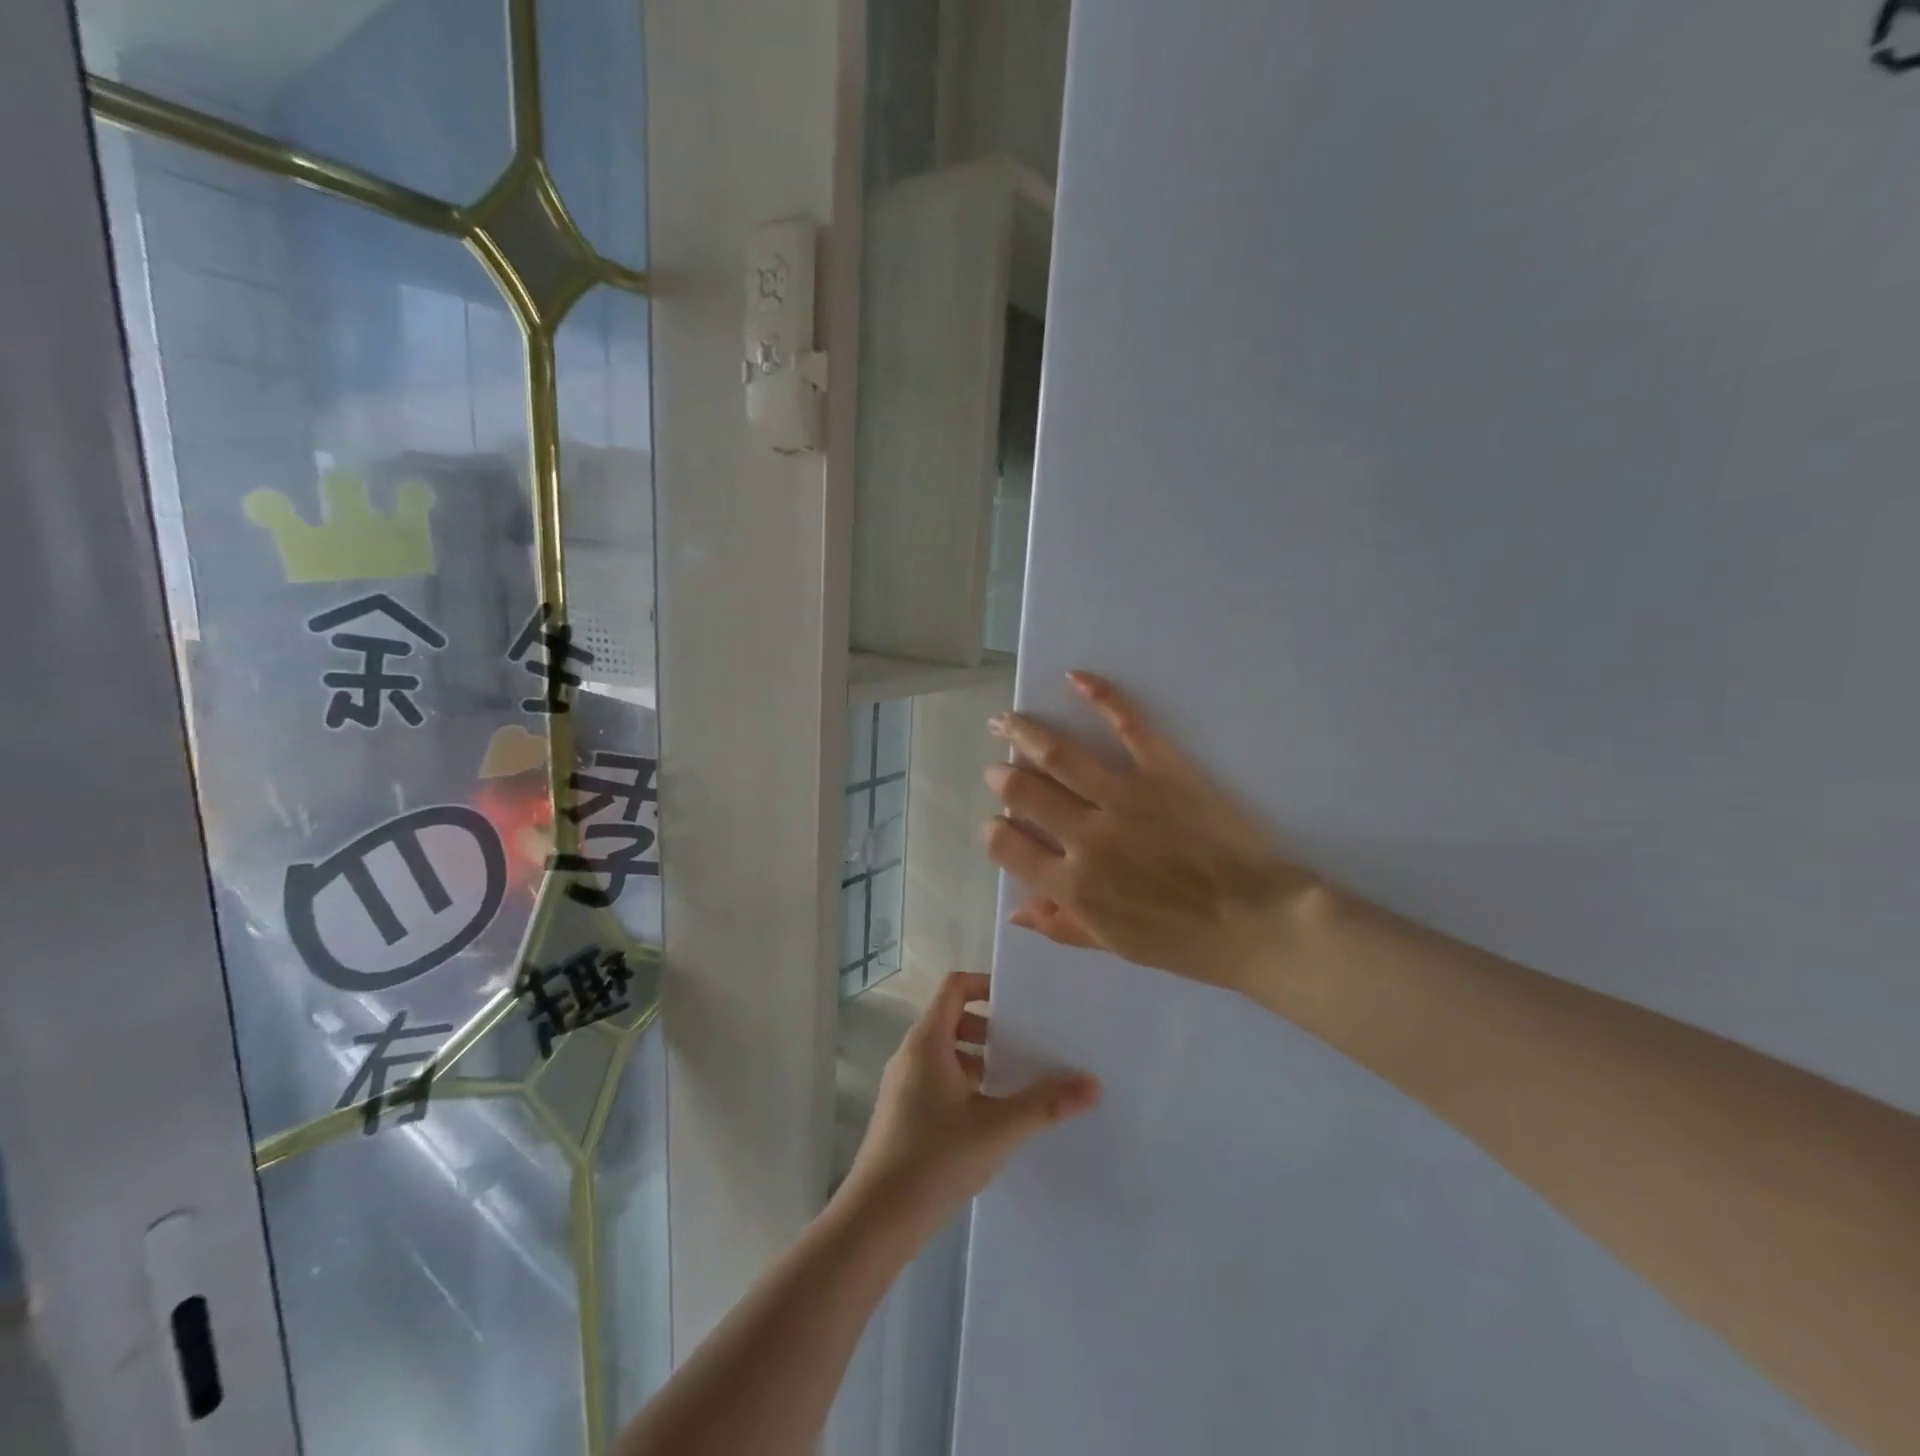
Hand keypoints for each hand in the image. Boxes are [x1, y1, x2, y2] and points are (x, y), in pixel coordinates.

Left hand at [840, 971, 1099, 1232]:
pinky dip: (965, 1084)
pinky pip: (938, 1080)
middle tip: (1026, 1048)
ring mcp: (903, 1084)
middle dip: (990, 1029)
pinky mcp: (903, 1113)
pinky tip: (991, 1119)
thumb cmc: (934, 1159)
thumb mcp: (997, 1129)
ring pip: (946, 1053)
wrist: (876, 1220)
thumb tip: (1092, 1083)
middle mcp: (911, 1054)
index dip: (985, 984)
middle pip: (952, 1019)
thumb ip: (1044, 1104)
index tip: (1019, 1002)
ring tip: (1015, 1084)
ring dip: (979, 1060)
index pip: (954, 987)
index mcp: (927, 1041)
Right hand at [983, 671, 1321, 993]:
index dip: (994, 832)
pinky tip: (1075, 678)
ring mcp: (1124, 797)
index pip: (1006, 846)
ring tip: (1004, 720)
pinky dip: (1100, 697)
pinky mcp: (1163, 770)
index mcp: (1072, 884)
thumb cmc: (1184, 941)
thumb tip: (1014, 911)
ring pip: (1058, 754)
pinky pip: (1127, 725)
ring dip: (1023, 732)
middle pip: (1024, 792)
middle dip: (1002, 777)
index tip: (1000, 827)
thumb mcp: (1115, 946)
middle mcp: (1086, 835)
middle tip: (998, 770)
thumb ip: (1061, 926)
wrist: (1257, 920)